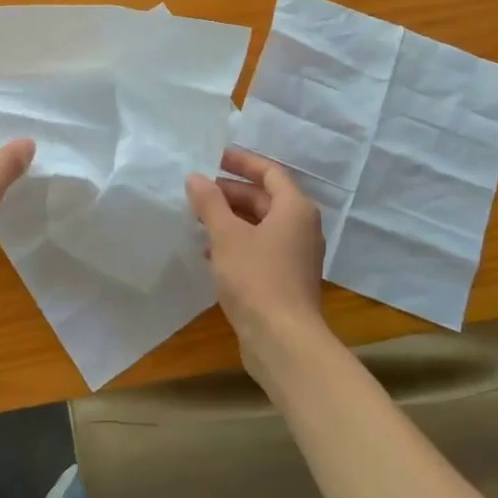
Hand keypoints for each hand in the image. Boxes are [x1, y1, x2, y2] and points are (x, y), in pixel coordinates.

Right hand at [186, 148, 327, 374]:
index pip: (269, 172)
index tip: (215, 157)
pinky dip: (238, 243)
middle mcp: (301, 227)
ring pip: (261, 225)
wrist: (283, 341)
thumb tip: (196, 177)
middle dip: (231, 192)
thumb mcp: (227, 236)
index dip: (242, 162)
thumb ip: (210, 203)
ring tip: (198, 219)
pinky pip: (261, 248)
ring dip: (231, 219)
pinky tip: (211, 253)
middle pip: (265, 198)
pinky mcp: (287, 279)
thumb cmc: (256, 278)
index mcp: (294, 208)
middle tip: (198, 191)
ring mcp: (296, 255)